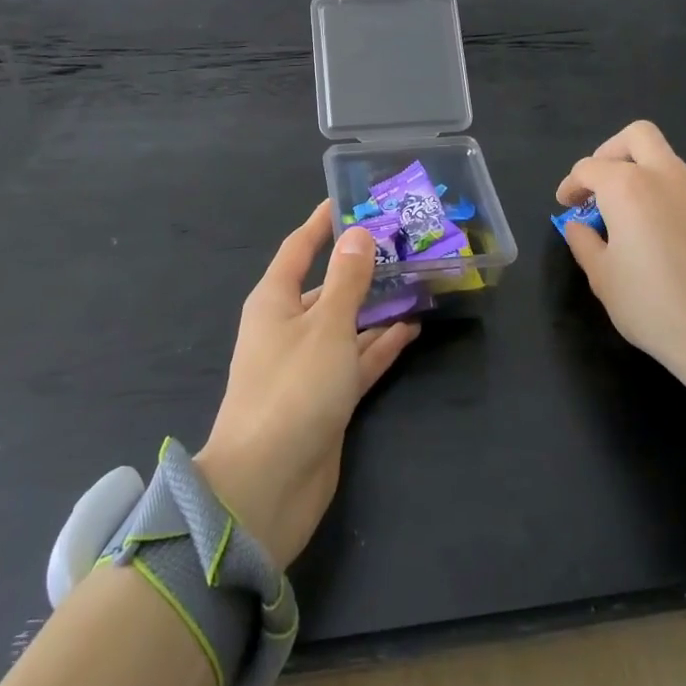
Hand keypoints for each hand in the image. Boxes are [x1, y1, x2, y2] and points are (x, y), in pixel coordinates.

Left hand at [196, 203, 419, 568]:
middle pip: (328, 285)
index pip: (299, 248)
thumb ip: (347, 279)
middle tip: (403, 243)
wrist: (267, 486)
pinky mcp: (327, 397)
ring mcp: (308, 364)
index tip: (351, 199)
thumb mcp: (326, 326)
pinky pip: (357, 359)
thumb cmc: (293, 390)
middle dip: (361, 266)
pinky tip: (412, 327)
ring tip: (417, 280)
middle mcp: (289, 326)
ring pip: (347, 322)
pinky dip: (381, 344)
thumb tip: (359, 233)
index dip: (322, 223)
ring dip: (377, 305)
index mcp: (275, 301)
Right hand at [556, 120, 685, 394]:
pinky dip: (660, 188)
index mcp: (628, 187)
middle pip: (636, 136)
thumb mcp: (601, 276)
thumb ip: (583, 240)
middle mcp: (664, 176)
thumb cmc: (651, 304)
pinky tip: (652, 225)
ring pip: (663, 156)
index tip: (564, 206)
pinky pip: (681, 181)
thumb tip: (580, 226)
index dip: (571, 185)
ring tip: (622, 208)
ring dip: (638, 169)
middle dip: (609, 152)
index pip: (589, 168)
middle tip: (597, 185)